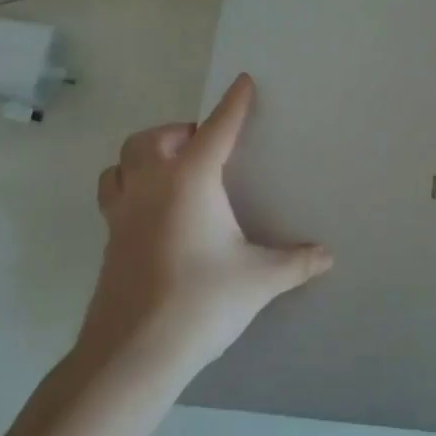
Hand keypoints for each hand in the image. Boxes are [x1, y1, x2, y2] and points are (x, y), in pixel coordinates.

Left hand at [77, 73, 331, 375]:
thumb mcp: (260, 279)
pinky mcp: (108, 242)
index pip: (217, 129)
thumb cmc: (202, 300)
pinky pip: (114, 196)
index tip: (243, 82)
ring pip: (121, 163)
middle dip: (177, 132)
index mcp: (190, 181)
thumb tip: (327, 256)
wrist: (133, 353)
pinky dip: (131, 188)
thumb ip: (295, 262)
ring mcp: (122, 214)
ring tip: (170, 171)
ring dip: (143, 156)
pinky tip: (153, 214)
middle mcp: (151, 187)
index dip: (233, 104)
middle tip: (203, 146)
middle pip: (151, 139)